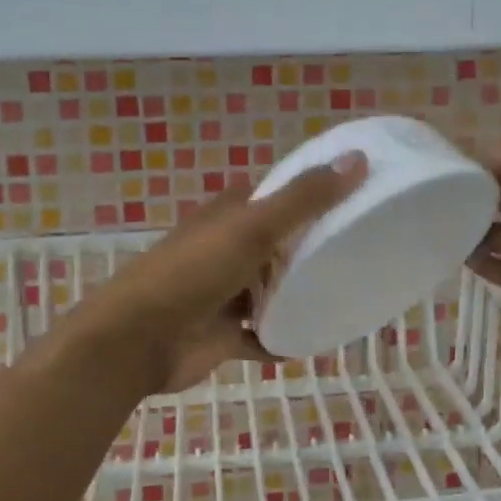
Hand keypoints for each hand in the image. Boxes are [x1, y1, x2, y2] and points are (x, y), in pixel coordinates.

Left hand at [86, 152, 367, 393]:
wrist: (136, 340)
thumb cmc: (193, 273)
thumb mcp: (253, 227)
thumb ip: (304, 198)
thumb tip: (357, 159)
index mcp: (230, 215)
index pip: (277, 196)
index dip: (312, 195)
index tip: (356, 199)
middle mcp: (228, 249)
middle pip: (279, 245)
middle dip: (312, 250)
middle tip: (364, 253)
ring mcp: (225, 294)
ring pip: (272, 291)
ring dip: (300, 295)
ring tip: (349, 295)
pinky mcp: (224, 334)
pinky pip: (264, 335)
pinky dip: (284, 338)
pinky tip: (317, 341)